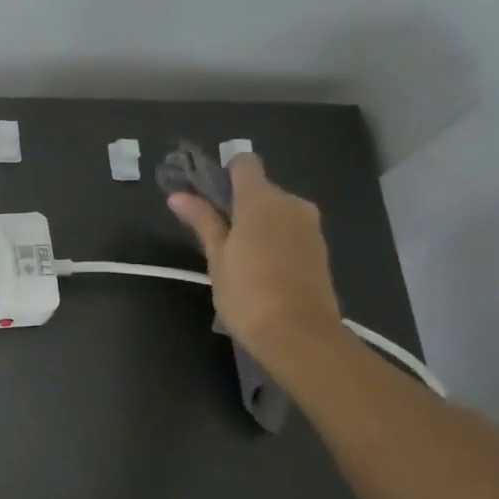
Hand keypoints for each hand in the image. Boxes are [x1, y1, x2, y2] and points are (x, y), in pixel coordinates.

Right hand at [167, 154, 344, 379]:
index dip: (225, 175)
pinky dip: (276, 240)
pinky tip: (264, 270)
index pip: (245, 164)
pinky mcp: (320, 247)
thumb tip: (178, 195)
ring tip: (241, 260)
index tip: (210, 200)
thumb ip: (202, 221)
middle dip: (240, 205)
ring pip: (277, 211)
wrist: (299, 334)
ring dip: (258, 225)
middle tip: (219, 240)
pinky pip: (291, 230)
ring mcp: (310, 225)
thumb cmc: (247, 294)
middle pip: (261, 189)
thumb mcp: (217, 258)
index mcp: (261, 199)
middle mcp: (290, 202)